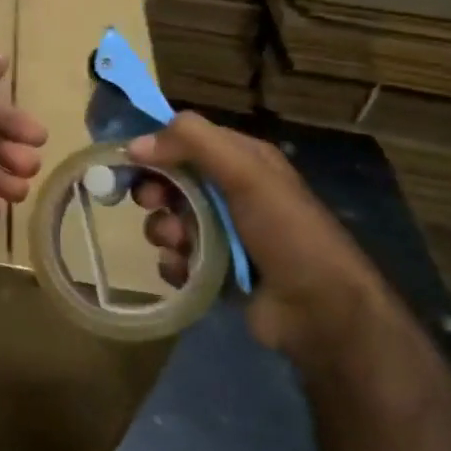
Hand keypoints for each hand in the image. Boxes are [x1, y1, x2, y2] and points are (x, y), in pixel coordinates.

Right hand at [129, 112, 394, 366]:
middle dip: (156, 192)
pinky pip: (176, 259)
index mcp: (243, 161)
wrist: (320, 309)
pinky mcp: (215, 271)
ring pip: (170, 221)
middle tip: (153, 203)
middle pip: (173, 181)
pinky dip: (175, 264)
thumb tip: (135, 144)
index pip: (188, 140)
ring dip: (166, 231)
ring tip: (181, 244)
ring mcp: (223, 234)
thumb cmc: (285, 230)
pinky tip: (187, 272)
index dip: (156, 147)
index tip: (129, 160)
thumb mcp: (246, 172)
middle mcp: (232, 193)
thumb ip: (193, 144)